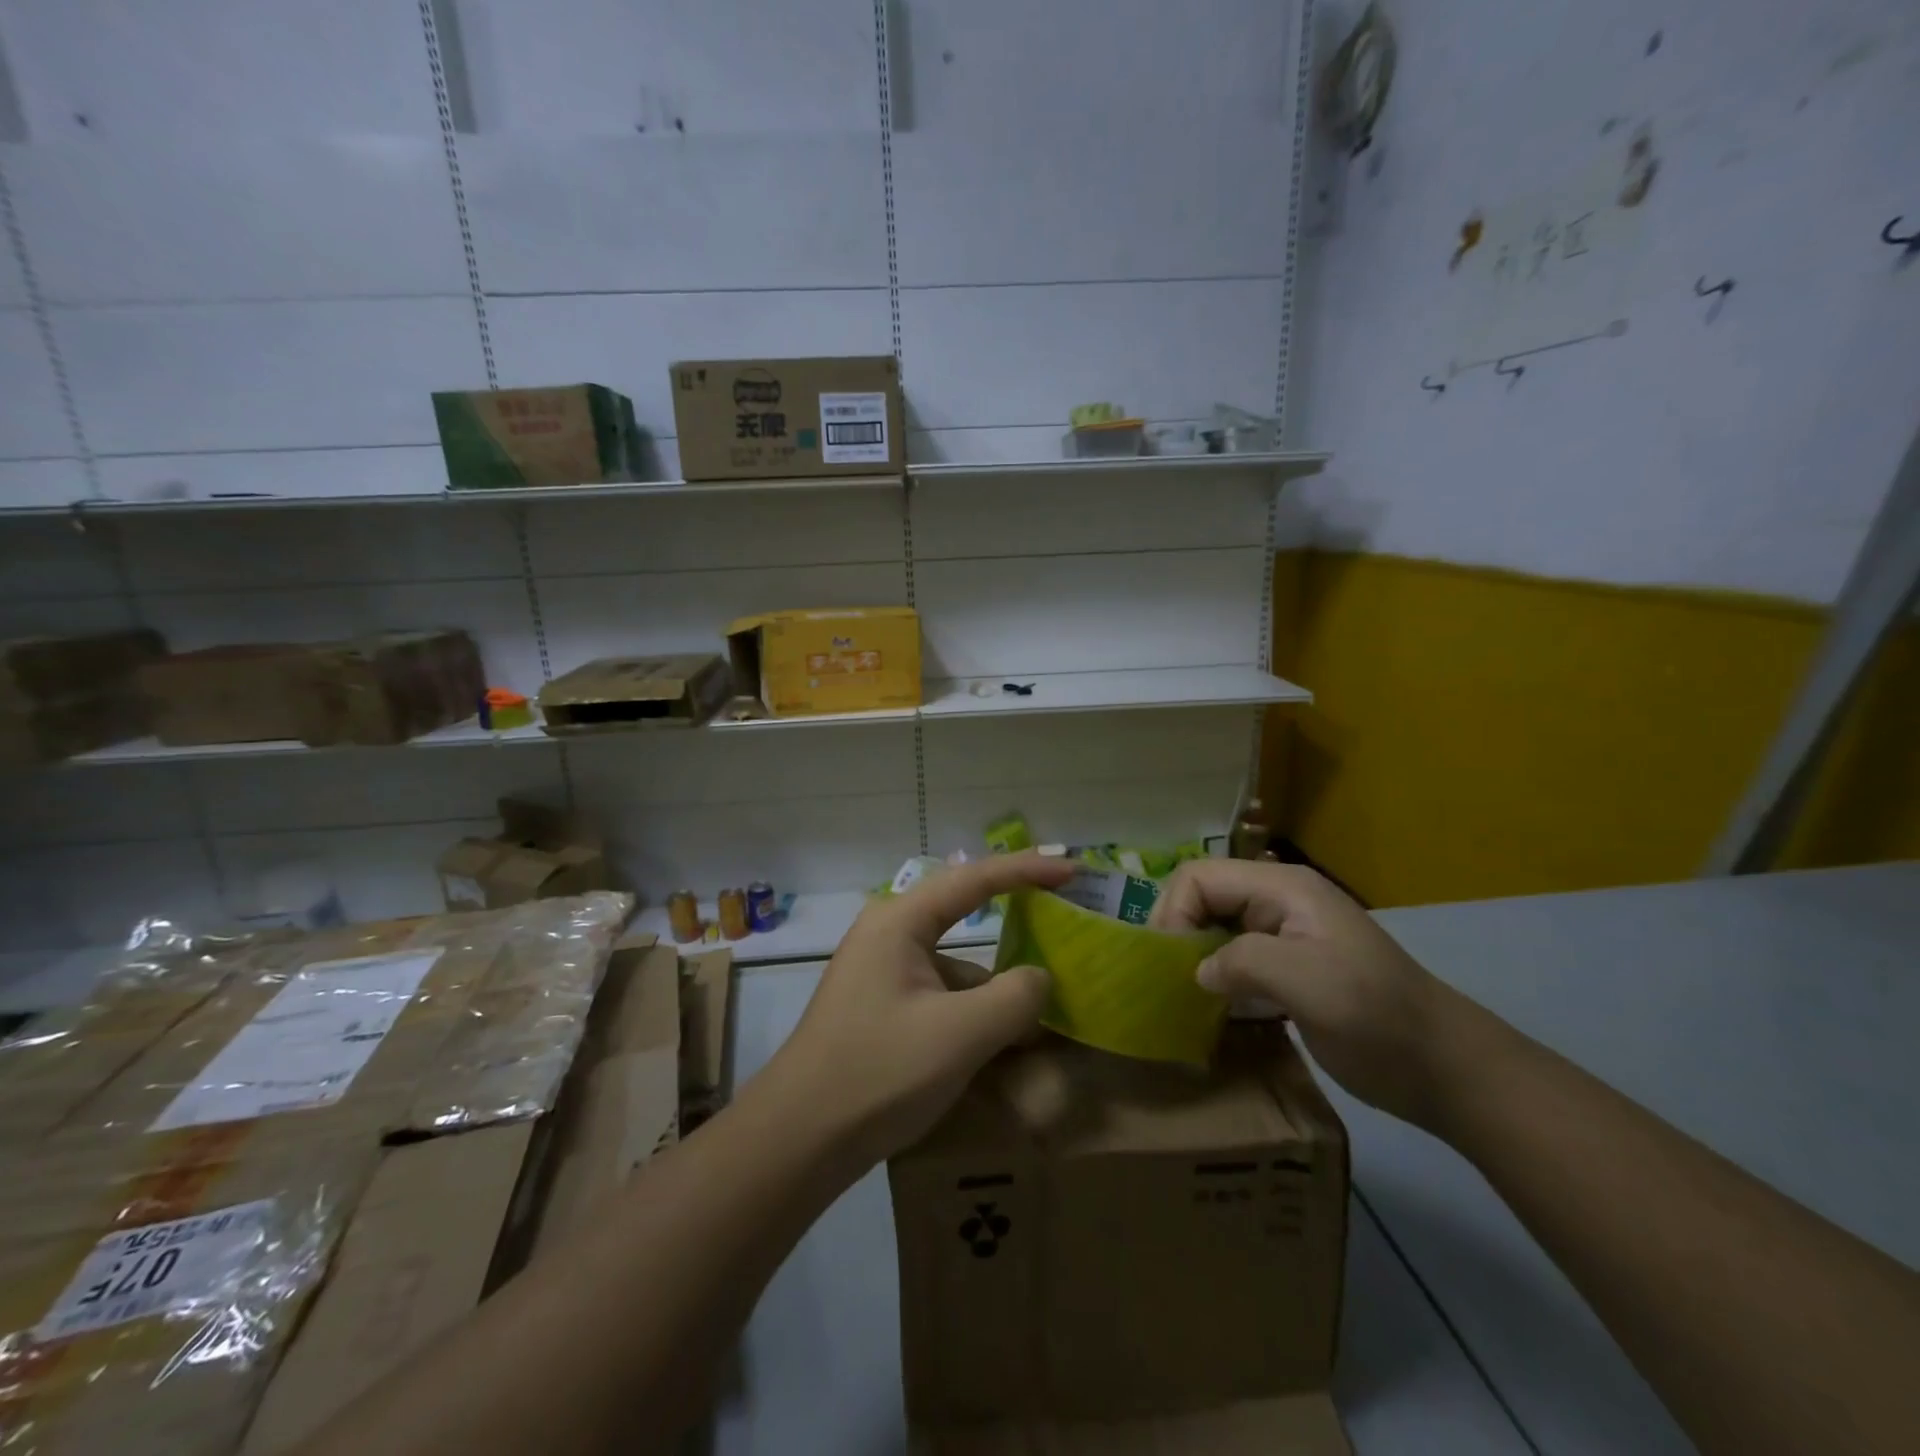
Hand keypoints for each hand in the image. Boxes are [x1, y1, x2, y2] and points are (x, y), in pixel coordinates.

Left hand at [772, 852, 1073, 1164]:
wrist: (799, 1139)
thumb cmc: (878, 1071)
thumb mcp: (960, 1034)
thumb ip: (1015, 998)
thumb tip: (1040, 979)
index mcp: (900, 921)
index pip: (974, 878)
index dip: (1028, 870)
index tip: (1072, 869)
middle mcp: (889, 934)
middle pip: (965, 919)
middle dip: (1014, 926)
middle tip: (1062, 926)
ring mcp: (882, 973)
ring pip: (956, 968)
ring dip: (994, 992)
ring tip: (1037, 1024)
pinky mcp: (882, 1008)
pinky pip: (940, 997)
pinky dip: (972, 1015)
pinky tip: (998, 1052)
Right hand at [1151, 860, 1472, 1128]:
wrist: (1444, 1068)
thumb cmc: (1375, 1017)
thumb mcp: (1307, 982)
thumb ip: (1241, 962)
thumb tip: (1198, 971)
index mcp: (1282, 888)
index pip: (1200, 877)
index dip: (1173, 911)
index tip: (1169, 963)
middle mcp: (1278, 901)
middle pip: (1203, 897)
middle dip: (1178, 932)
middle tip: (1169, 979)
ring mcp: (1284, 934)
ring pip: (1215, 927)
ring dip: (1193, 955)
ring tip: (1180, 994)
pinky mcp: (1289, 968)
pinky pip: (1233, 958)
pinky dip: (1215, 976)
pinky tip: (1210, 1006)